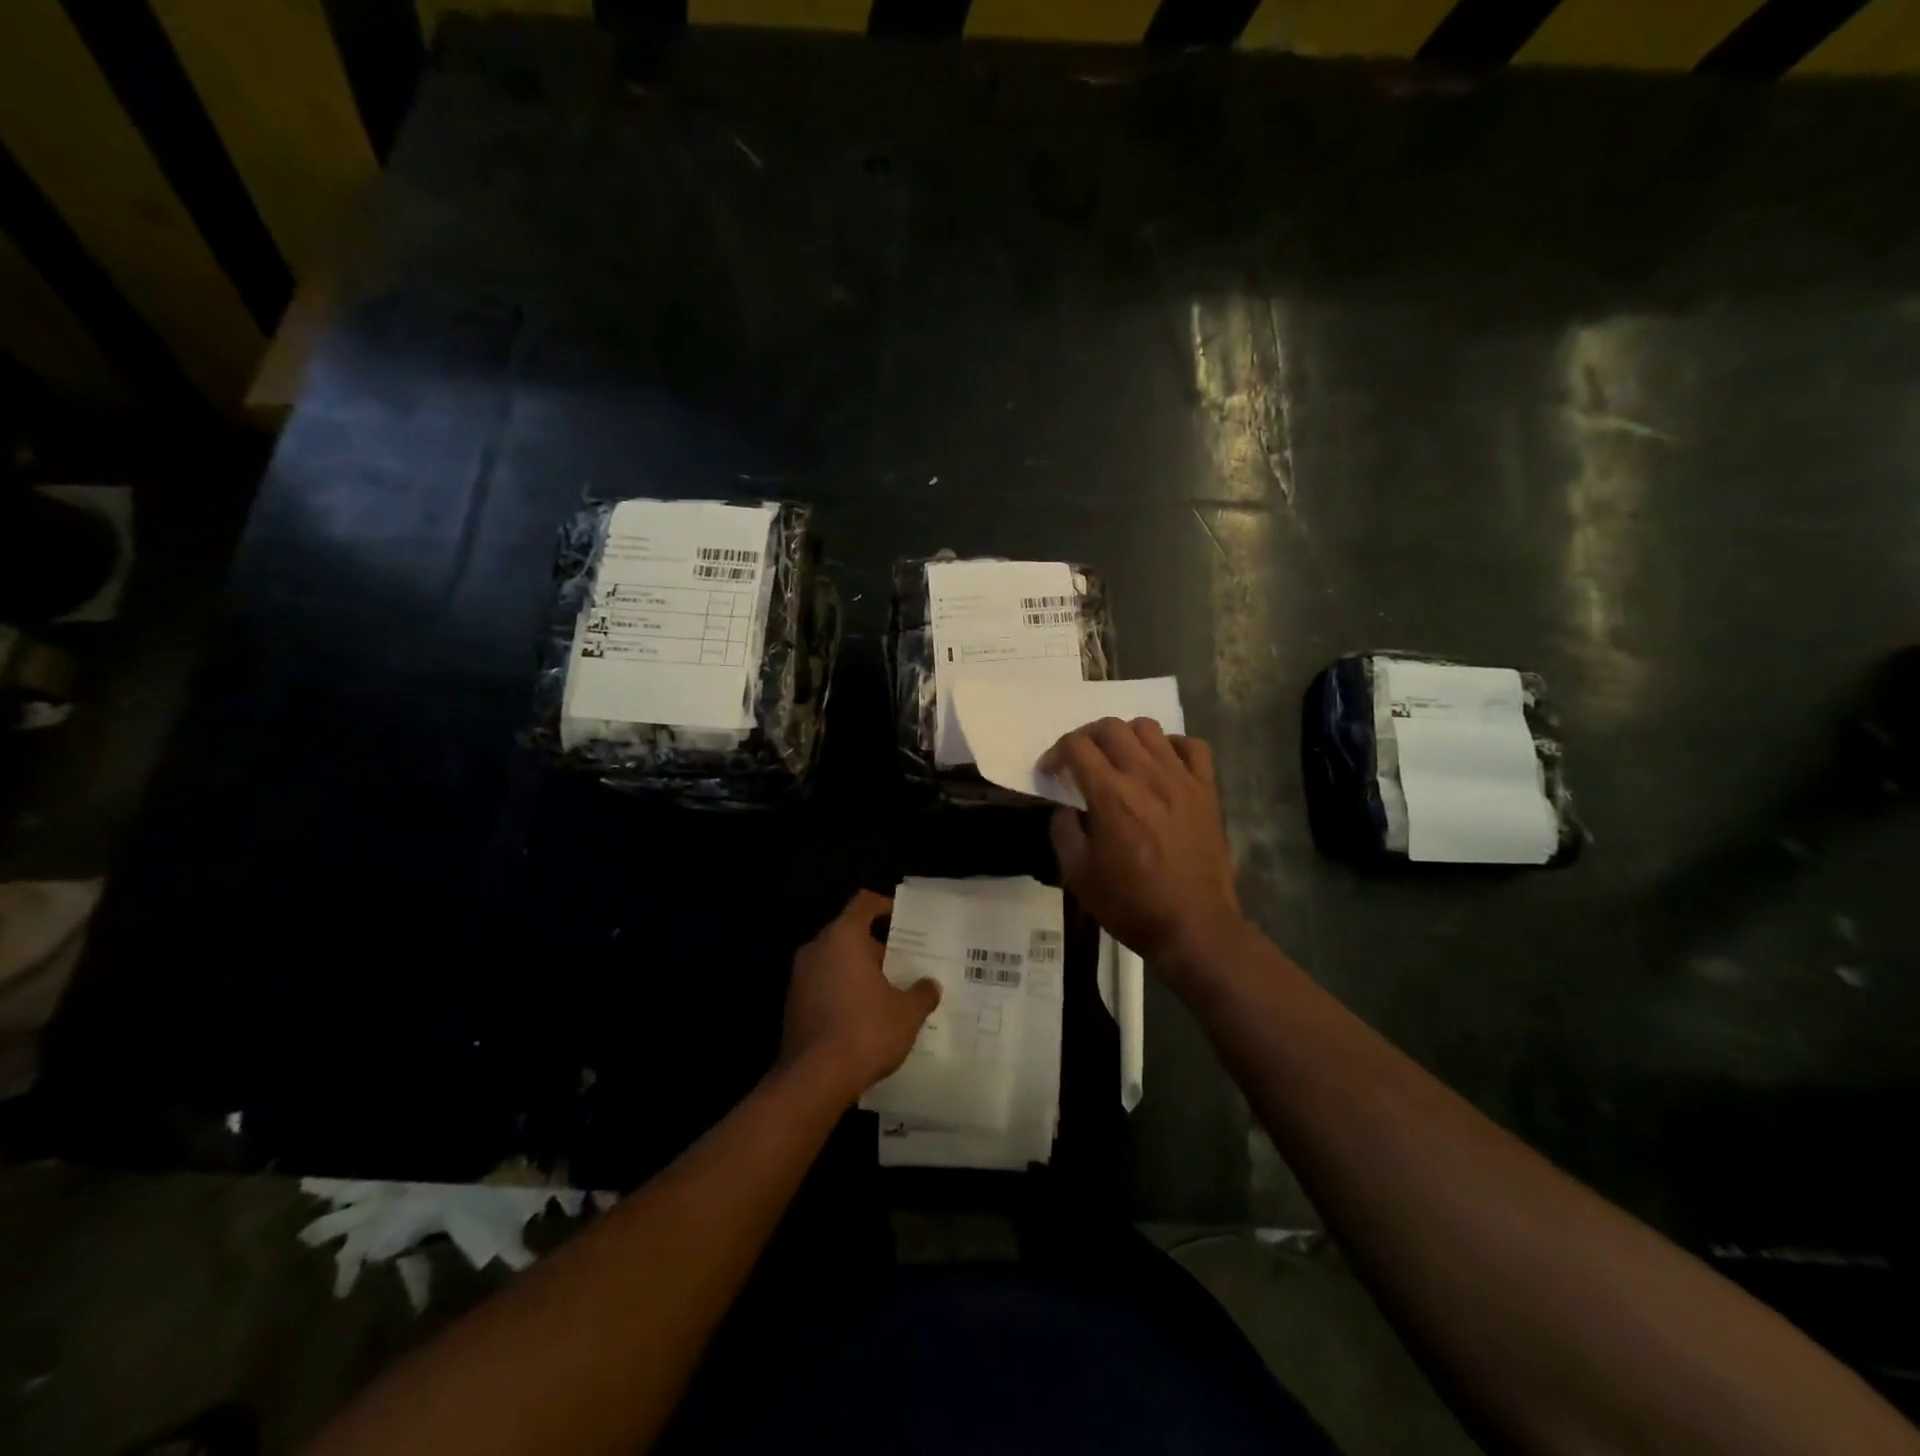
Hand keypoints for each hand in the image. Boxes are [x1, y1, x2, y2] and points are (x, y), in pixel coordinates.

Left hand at [781, 890, 940, 1101]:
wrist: (814, 1079)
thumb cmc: (865, 1031)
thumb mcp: (907, 1013)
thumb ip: (921, 993)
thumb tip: (930, 986)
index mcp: (843, 937)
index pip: (864, 903)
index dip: (885, 906)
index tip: (904, 920)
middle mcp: (817, 948)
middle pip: (849, 932)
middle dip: (876, 946)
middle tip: (904, 962)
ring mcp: (800, 977)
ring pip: (835, 960)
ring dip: (858, 971)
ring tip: (888, 991)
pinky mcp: (792, 1005)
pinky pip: (823, 985)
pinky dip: (843, 991)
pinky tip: (865, 1015)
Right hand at [1043, 719, 1243, 973]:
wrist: (1194, 926)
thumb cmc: (1131, 904)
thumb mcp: (1078, 875)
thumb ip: (1064, 832)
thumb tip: (1066, 809)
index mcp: (1111, 795)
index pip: (1076, 746)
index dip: (1055, 753)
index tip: (1050, 773)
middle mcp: (1146, 776)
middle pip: (1111, 727)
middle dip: (1086, 738)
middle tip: (1079, 762)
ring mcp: (1181, 779)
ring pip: (1149, 728)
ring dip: (1126, 737)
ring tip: (1119, 760)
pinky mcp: (1207, 790)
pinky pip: (1192, 746)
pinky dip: (1171, 746)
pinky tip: (1162, 765)